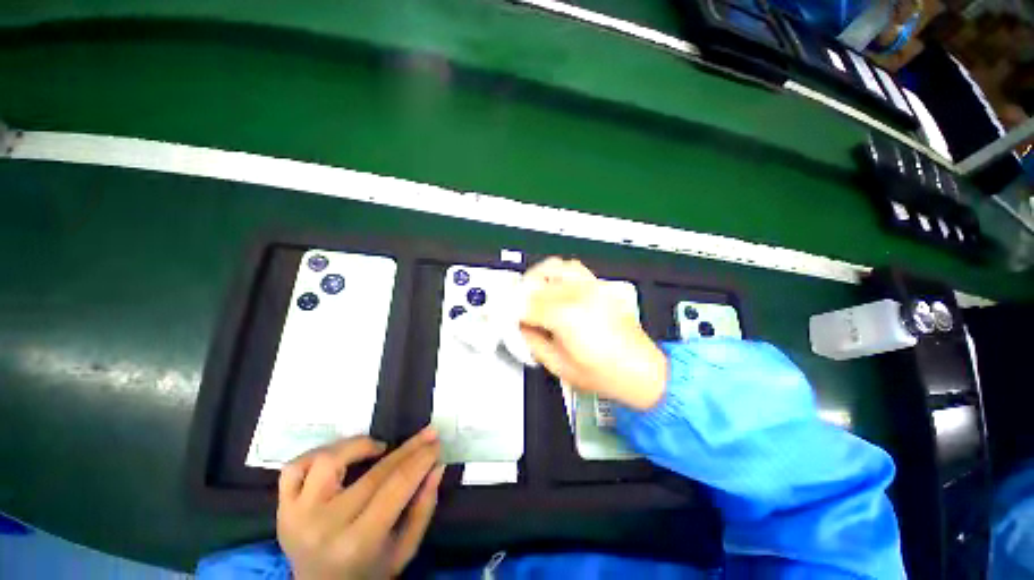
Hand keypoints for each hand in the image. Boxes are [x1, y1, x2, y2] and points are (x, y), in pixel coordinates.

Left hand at [277, 428, 444, 579]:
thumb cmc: (369, 572)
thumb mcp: (404, 549)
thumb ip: (423, 507)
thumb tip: (437, 465)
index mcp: (358, 542)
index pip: (397, 485)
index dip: (421, 458)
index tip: (436, 442)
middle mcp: (324, 525)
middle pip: (374, 472)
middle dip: (407, 448)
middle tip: (425, 435)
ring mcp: (296, 515)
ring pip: (328, 460)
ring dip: (359, 445)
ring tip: (378, 449)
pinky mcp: (282, 508)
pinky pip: (293, 468)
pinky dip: (317, 453)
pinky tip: (338, 456)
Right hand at [519, 258, 667, 409]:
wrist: (642, 371)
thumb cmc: (604, 375)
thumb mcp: (558, 365)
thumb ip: (532, 340)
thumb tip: (519, 325)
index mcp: (565, 316)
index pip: (524, 304)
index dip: (507, 310)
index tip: (499, 314)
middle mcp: (578, 294)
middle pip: (535, 283)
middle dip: (518, 294)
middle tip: (513, 307)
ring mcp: (591, 287)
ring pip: (553, 267)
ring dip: (536, 278)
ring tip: (530, 293)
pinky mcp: (600, 287)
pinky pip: (572, 268)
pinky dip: (556, 272)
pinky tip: (553, 286)